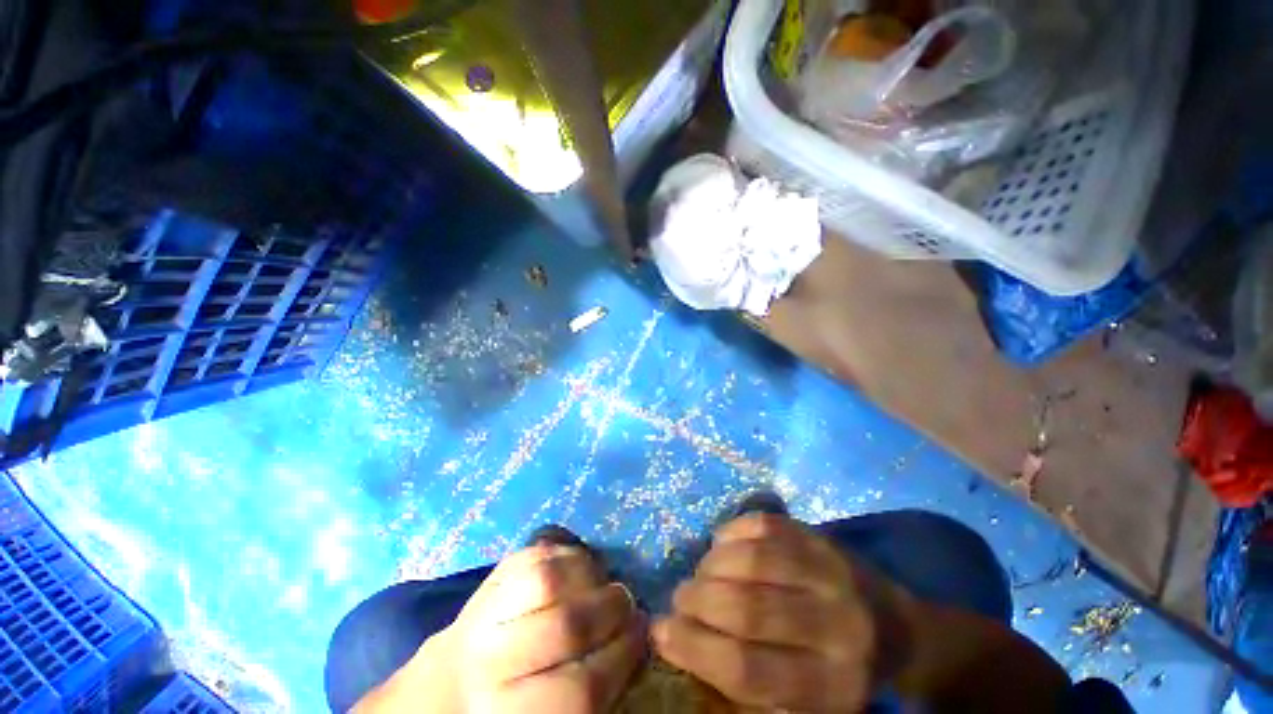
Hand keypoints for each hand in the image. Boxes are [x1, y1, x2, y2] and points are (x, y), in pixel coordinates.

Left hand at [360, 545, 646, 712]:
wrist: (440, 691)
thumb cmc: (503, 712)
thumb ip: (588, 691)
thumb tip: (633, 647)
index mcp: (509, 713)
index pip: (581, 687)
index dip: (621, 656)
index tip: (643, 635)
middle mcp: (490, 663)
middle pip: (565, 625)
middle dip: (610, 608)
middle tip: (628, 602)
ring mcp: (484, 613)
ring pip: (546, 578)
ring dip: (589, 573)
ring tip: (605, 579)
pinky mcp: (487, 579)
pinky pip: (533, 554)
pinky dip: (565, 553)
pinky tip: (580, 564)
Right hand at [652, 514, 908, 712]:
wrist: (905, 632)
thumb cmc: (843, 673)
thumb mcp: (806, 703)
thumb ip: (749, 683)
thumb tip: (678, 640)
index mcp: (831, 686)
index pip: (747, 669)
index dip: (695, 649)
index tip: (662, 632)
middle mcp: (836, 627)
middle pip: (748, 609)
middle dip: (698, 601)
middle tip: (681, 598)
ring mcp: (831, 572)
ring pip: (754, 560)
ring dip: (712, 565)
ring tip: (700, 573)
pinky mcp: (823, 537)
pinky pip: (765, 525)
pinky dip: (732, 532)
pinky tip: (721, 545)